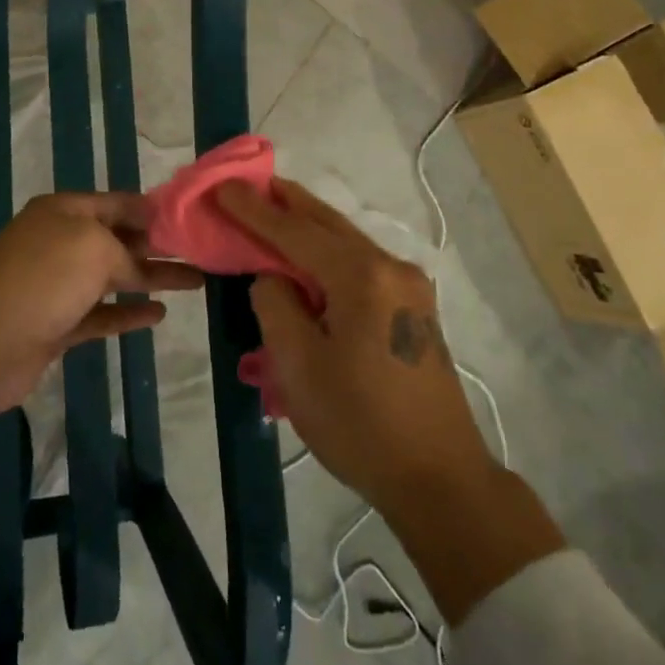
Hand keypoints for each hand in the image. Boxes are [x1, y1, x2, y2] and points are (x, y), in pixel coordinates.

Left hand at [0, 192, 203, 415]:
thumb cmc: (41, 280)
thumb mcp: (92, 247)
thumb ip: (125, 250)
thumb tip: (139, 260)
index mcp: (64, 211)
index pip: (118, 203)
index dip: (153, 210)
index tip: (189, 218)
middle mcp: (61, 242)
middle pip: (119, 239)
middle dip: (157, 244)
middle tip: (200, 251)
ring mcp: (58, 285)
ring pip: (114, 277)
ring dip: (151, 278)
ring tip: (194, 281)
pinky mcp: (57, 324)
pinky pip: (102, 313)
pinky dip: (129, 313)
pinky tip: (159, 314)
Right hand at [218, 177, 562, 622]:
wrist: (442, 481)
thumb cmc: (361, 424)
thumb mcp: (298, 366)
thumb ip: (276, 304)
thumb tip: (274, 276)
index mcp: (362, 276)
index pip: (294, 231)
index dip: (253, 209)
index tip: (222, 185)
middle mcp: (391, 267)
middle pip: (327, 223)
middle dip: (286, 202)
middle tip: (250, 183)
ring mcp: (408, 287)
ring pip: (346, 240)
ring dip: (307, 226)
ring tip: (274, 210)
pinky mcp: (414, 309)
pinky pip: (360, 264)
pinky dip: (328, 252)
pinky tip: (309, 257)